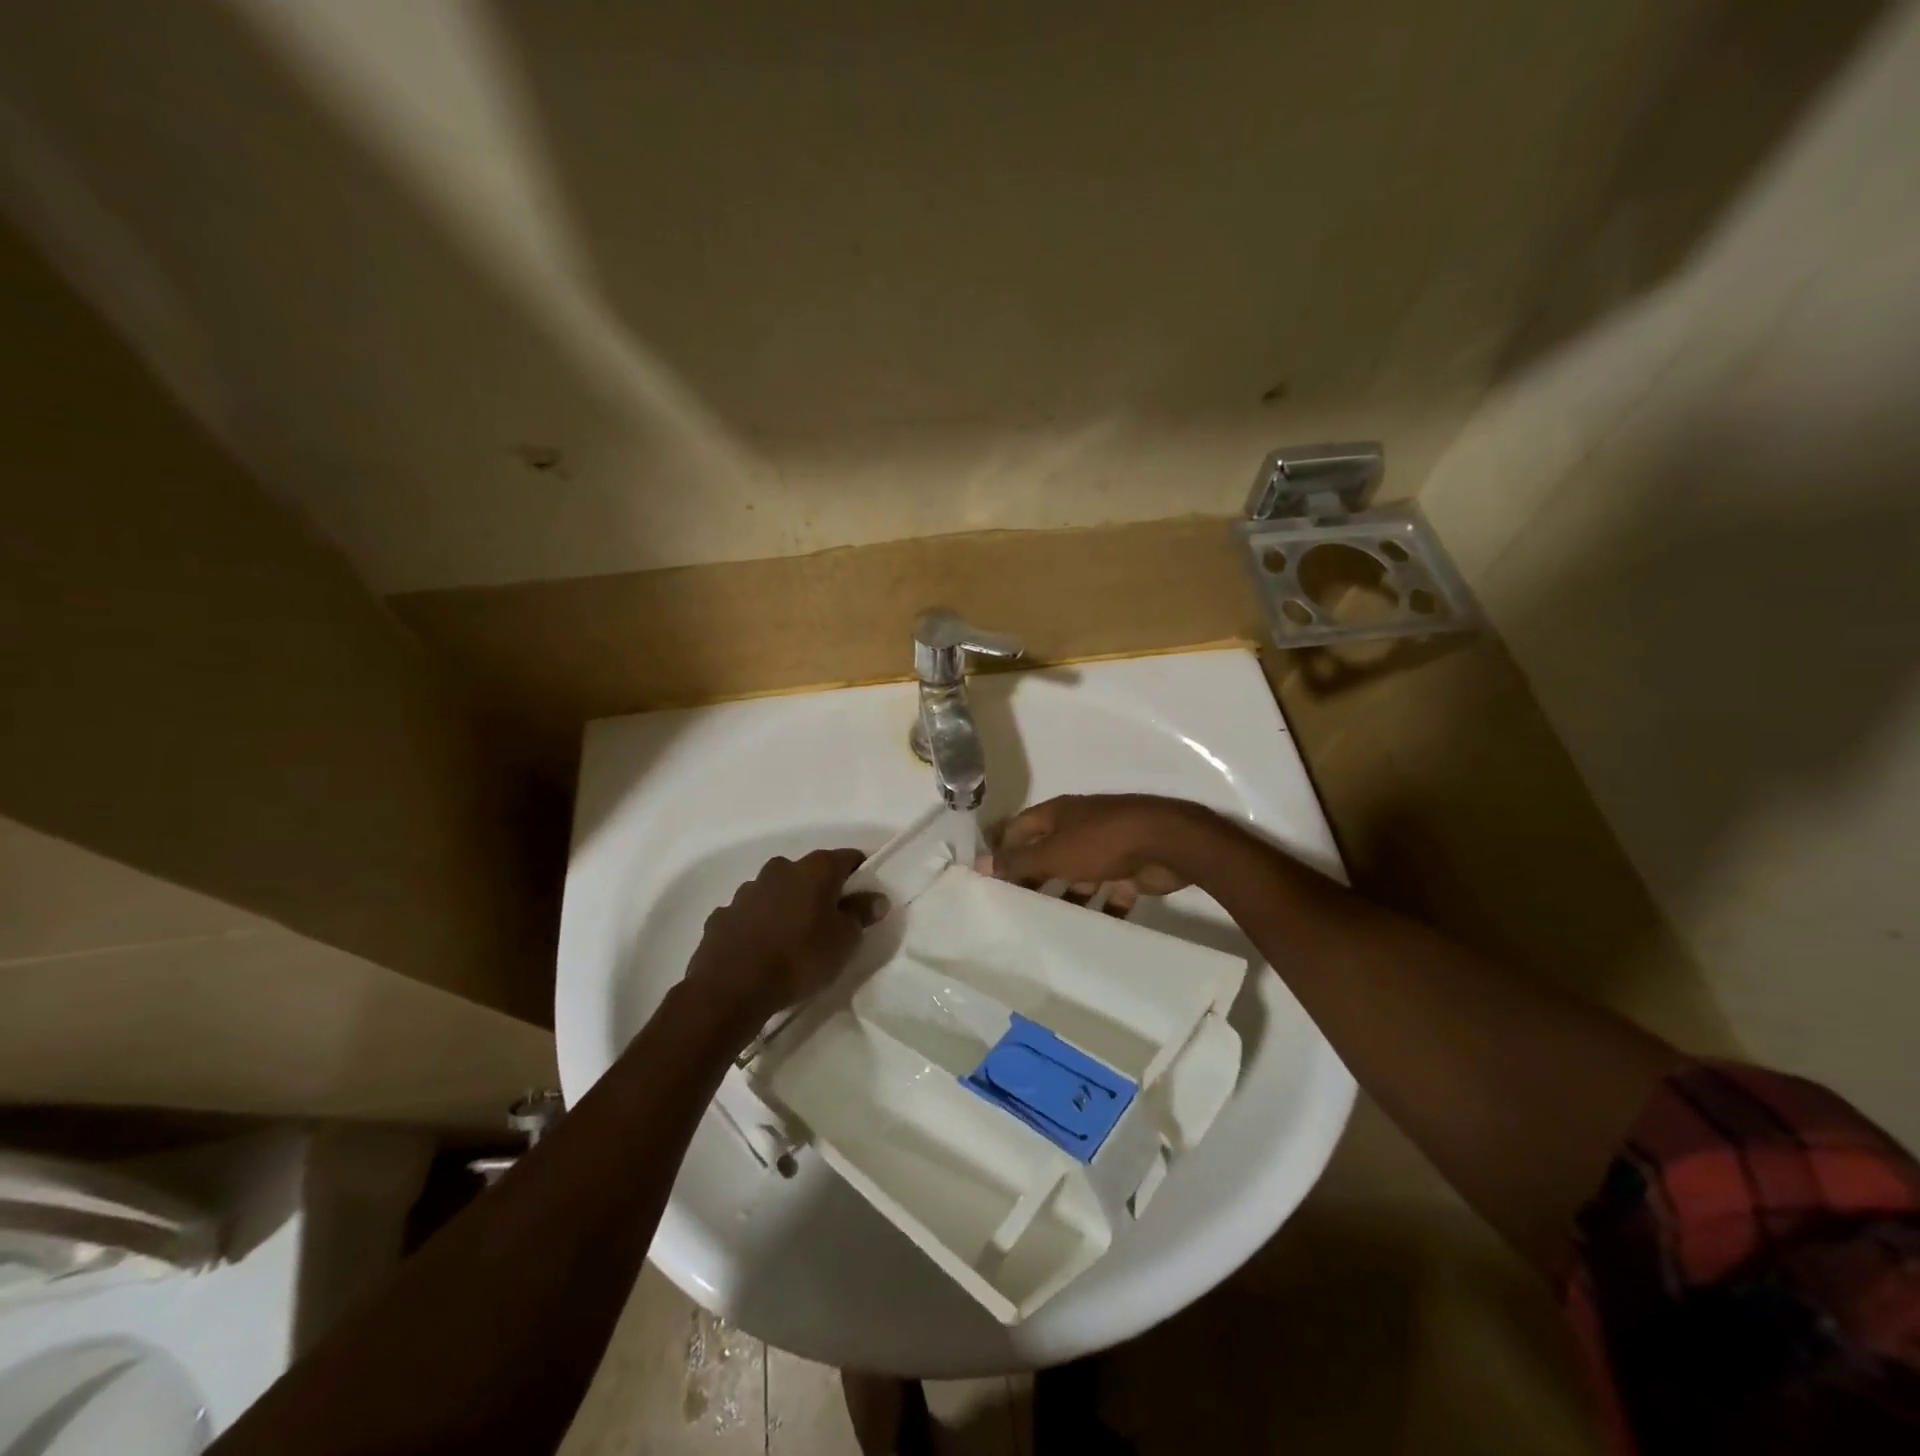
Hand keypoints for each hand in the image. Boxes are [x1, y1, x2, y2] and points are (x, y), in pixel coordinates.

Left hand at [684, 849, 886, 1040]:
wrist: (732, 988)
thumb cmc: (800, 958)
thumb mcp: (844, 941)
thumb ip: (861, 914)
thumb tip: (875, 898)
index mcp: (814, 869)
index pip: (847, 858)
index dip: (860, 874)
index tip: (865, 897)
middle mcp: (779, 869)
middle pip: (809, 873)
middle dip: (820, 892)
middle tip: (830, 922)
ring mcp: (746, 890)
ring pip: (776, 892)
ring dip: (786, 907)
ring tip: (792, 940)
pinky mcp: (721, 915)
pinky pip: (749, 914)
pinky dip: (758, 925)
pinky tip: (761, 950)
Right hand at [991, 795, 1207, 912]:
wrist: (1166, 844)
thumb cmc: (1100, 842)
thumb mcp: (1053, 853)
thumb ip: (1018, 861)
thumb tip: (980, 864)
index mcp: (1058, 814)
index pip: (1020, 828)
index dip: (1002, 849)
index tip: (987, 878)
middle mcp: (1079, 827)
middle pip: (1048, 853)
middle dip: (1033, 879)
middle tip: (1013, 909)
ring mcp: (1106, 848)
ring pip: (1077, 876)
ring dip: (1066, 898)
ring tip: (1046, 927)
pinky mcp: (1129, 870)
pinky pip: (1109, 893)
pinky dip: (1101, 910)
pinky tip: (1090, 932)